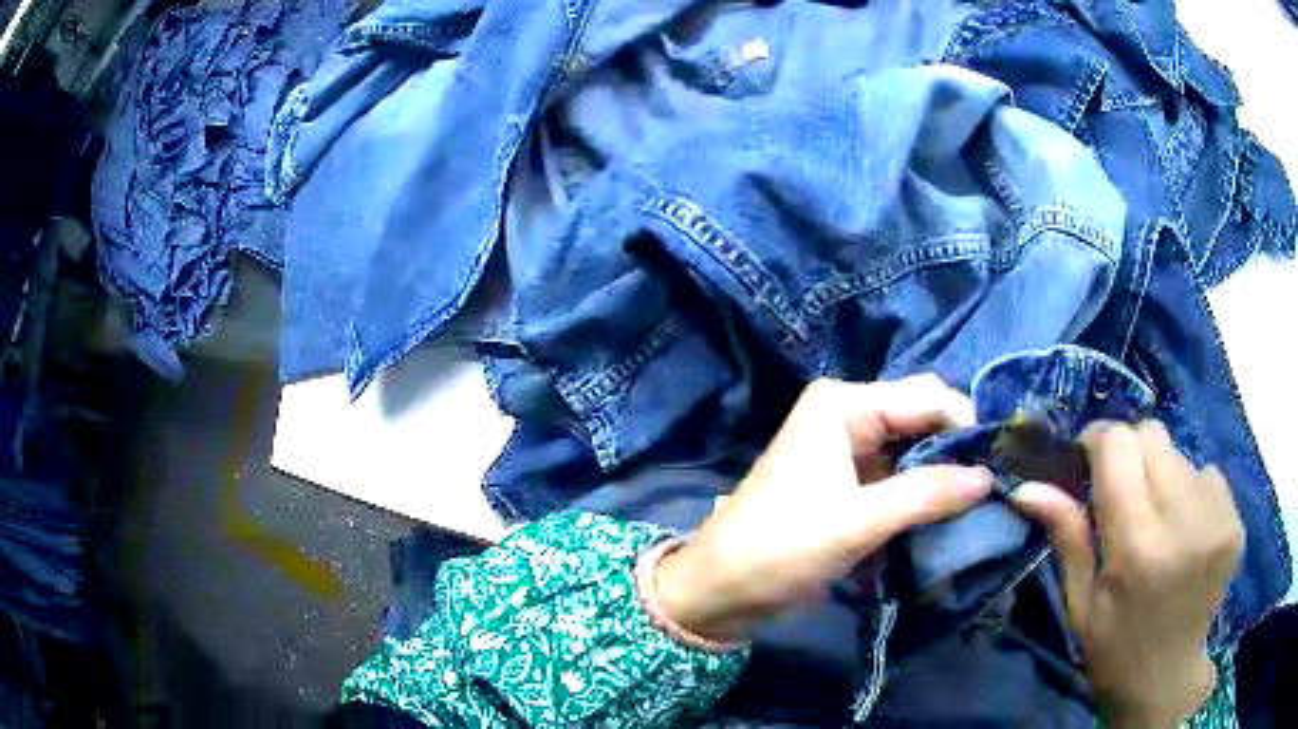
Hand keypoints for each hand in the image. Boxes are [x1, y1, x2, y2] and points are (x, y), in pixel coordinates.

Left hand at [654, 375, 993, 641]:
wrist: (721, 590)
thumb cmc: (781, 547)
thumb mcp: (858, 521)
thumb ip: (927, 494)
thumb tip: (988, 476)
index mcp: (844, 404)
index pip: (928, 397)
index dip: (966, 428)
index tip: (1001, 467)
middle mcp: (848, 415)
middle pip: (921, 423)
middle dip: (955, 456)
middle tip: (994, 491)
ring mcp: (847, 451)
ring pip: (912, 455)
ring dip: (940, 483)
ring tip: (977, 510)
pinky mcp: (846, 485)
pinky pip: (896, 482)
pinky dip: (917, 502)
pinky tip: (940, 525)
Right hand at [1011, 421, 1243, 727]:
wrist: (1167, 679)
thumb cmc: (1115, 649)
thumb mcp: (1081, 603)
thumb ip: (1067, 536)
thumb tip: (1027, 487)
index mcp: (1138, 547)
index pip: (1119, 445)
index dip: (1098, 441)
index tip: (1087, 459)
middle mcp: (1184, 520)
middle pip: (1153, 435)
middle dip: (1131, 453)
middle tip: (1122, 495)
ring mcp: (1218, 517)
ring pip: (1180, 455)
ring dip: (1162, 476)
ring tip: (1158, 523)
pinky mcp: (1236, 519)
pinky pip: (1207, 475)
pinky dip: (1190, 492)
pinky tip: (1186, 533)